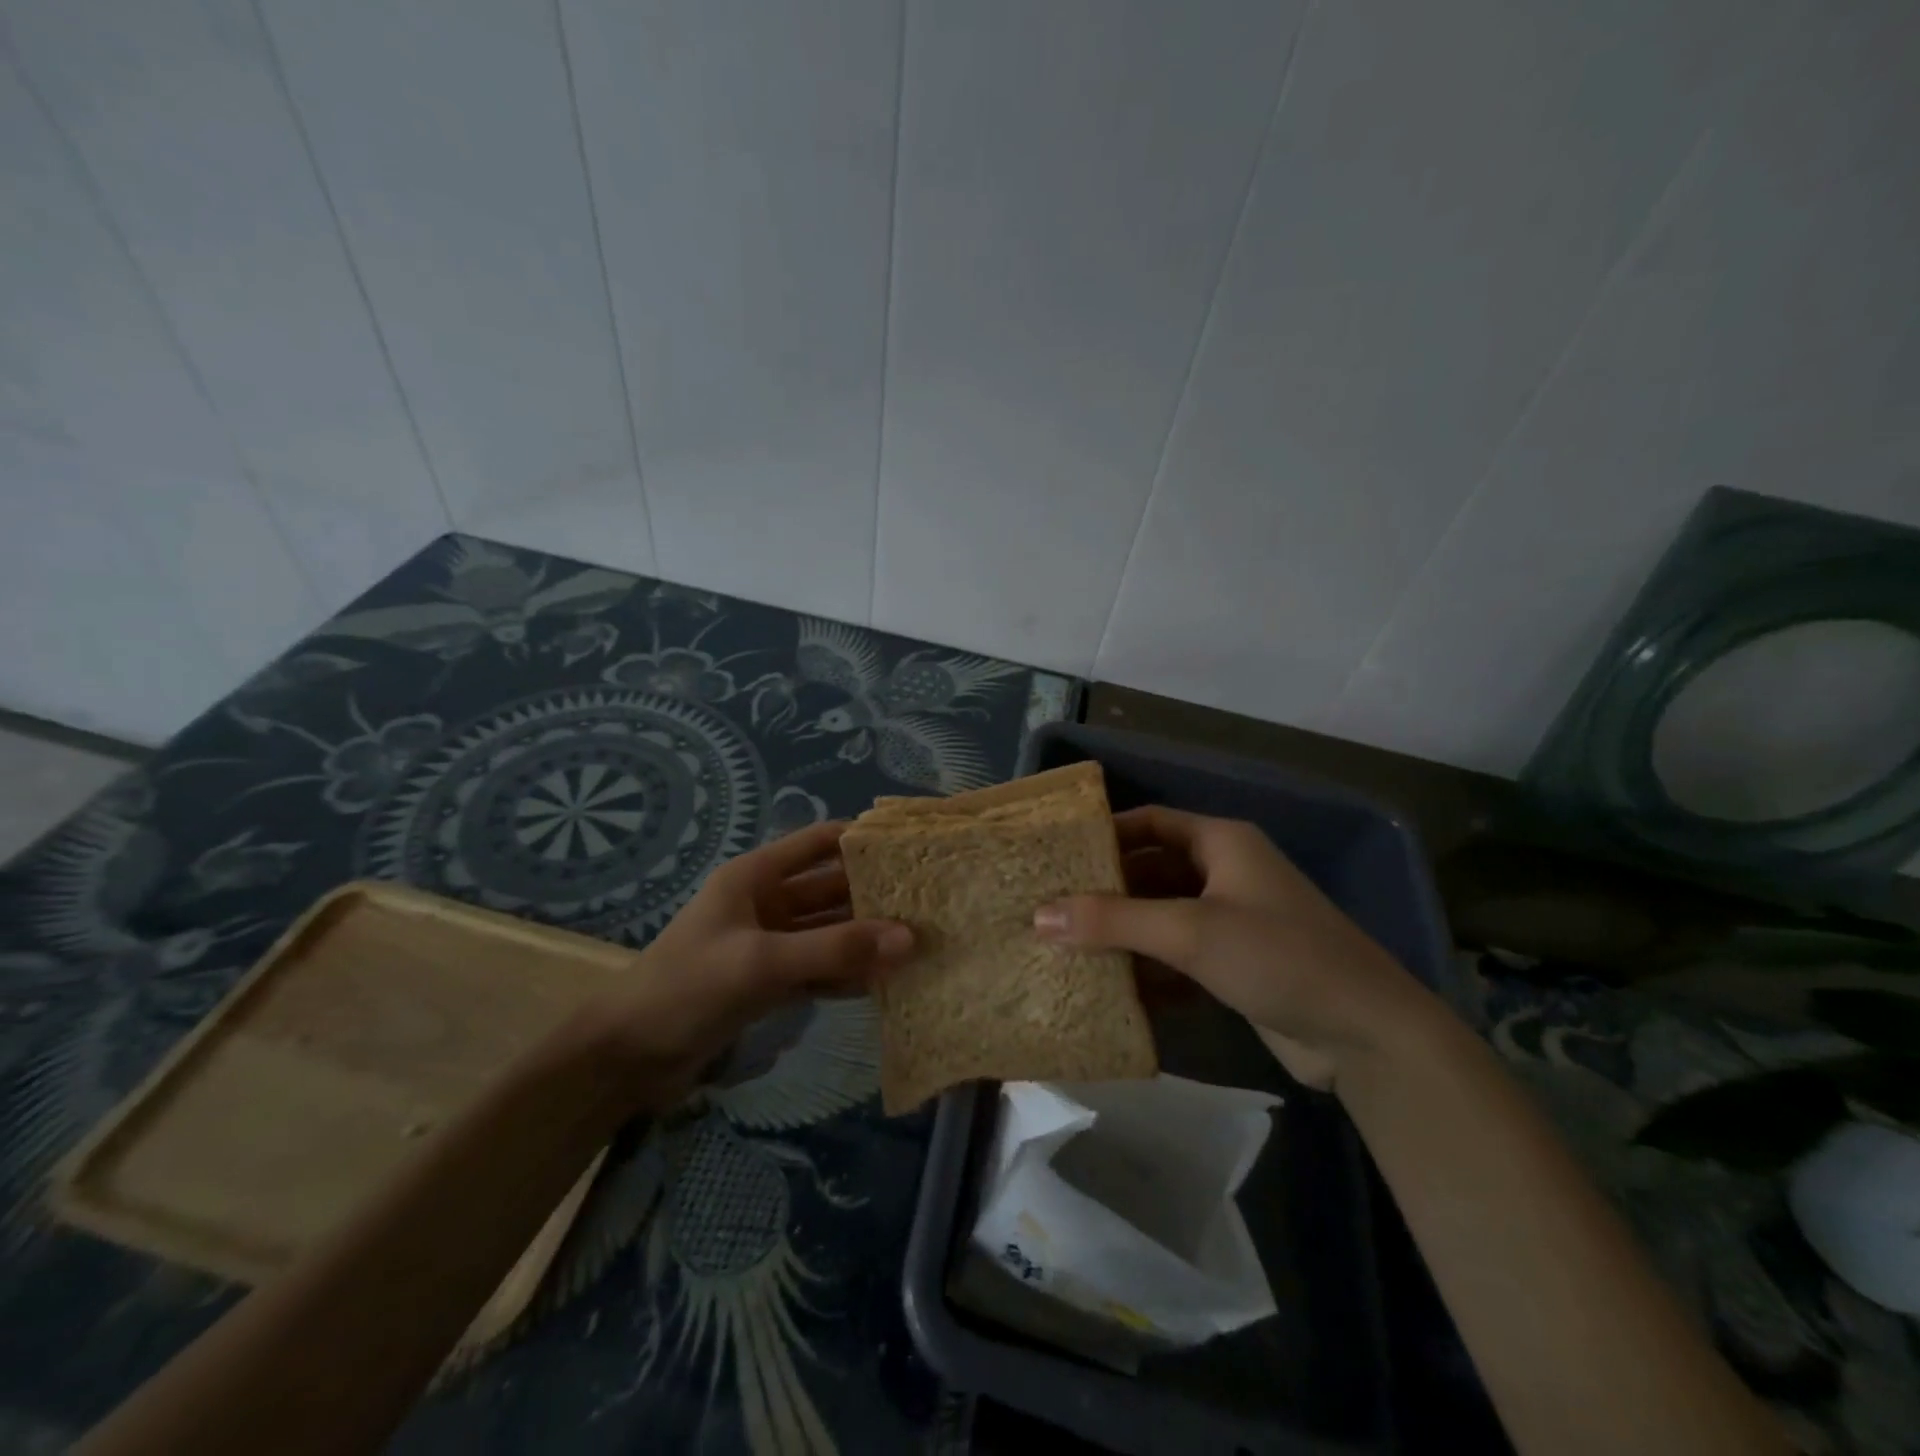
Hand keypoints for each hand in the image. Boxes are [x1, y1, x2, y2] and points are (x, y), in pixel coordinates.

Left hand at [577, 821, 913, 1104]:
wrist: (626, 1059)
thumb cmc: (687, 988)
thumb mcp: (762, 962)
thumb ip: (834, 949)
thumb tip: (910, 937)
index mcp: (755, 877)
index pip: (818, 843)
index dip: (861, 840)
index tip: (912, 849)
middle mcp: (765, 904)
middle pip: (830, 890)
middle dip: (873, 896)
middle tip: (929, 903)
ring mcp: (768, 945)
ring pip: (828, 933)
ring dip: (865, 939)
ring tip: (919, 942)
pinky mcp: (769, 984)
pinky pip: (818, 969)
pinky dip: (846, 974)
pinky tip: (884, 982)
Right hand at [1033, 807, 1427, 1088]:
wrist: (1366, 1034)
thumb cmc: (1277, 956)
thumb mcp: (1189, 932)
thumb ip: (1113, 921)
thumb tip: (1039, 914)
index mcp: (1221, 843)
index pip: (1151, 822)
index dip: (1106, 833)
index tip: (1058, 854)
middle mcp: (1226, 873)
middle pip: (1153, 871)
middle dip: (1107, 890)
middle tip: (1051, 906)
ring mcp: (1233, 921)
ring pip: (1164, 916)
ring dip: (1124, 933)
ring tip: (1066, 946)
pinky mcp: (1236, 965)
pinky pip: (1179, 956)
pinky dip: (1149, 968)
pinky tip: (1110, 987)